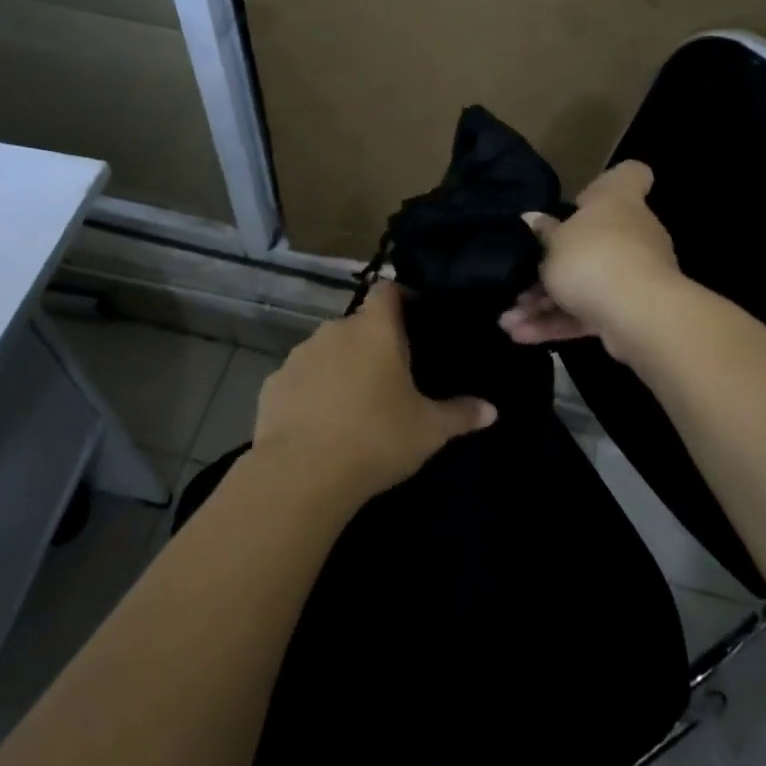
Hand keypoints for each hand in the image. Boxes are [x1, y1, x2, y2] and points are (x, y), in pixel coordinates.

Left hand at [253, 282, 496, 505]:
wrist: (302, 474)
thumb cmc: (376, 438)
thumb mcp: (429, 430)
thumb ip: (461, 414)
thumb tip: (492, 410)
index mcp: (375, 330)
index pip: (387, 291)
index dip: (401, 299)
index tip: (415, 319)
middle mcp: (335, 331)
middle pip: (358, 324)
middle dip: (373, 342)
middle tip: (391, 375)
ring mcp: (299, 355)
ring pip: (327, 350)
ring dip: (341, 365)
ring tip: (355, 401)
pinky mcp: (273, 384)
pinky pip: (300, 378)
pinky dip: (312, 390)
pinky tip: (321, 422)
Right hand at [498, 161, 682, 359]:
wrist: (637, 313)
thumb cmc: (593, 257)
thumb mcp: (553, 243)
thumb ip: (544, 234)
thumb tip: (534, 220)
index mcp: (618, 202)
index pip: (630, 176)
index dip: (607, 184)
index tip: (580, 200)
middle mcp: (633, 234)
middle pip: (595, 241)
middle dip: (554, 265)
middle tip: (519, 280)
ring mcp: (635, 275)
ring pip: (584, 285)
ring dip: (544, 304)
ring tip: (508, 320)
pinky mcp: (629, 313)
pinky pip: (587, 314)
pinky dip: (557, 324)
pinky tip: (521, 336)